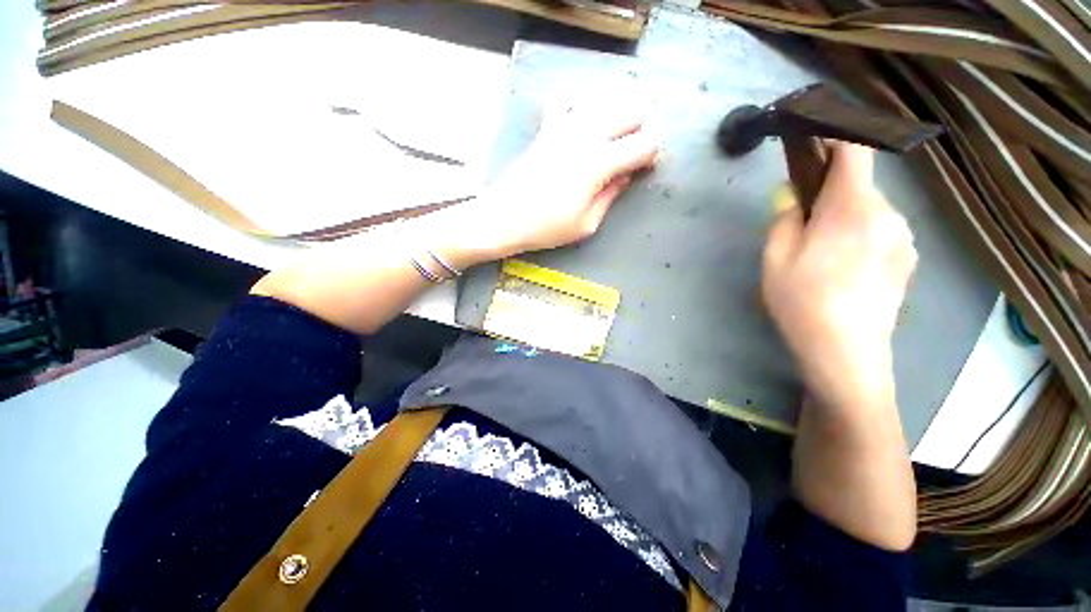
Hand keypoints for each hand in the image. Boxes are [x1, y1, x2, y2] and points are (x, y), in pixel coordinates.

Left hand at [439, 99, 659, 264]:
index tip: (643, 169)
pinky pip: (567, 100)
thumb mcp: (587, 224)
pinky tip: (579, 125)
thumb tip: (626, 175)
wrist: (503, 218)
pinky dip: (580, 107)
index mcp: (600, 162)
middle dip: (638, 130)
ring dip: (614, 117)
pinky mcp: (546, 128)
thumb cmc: (546, 228)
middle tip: (627, 155)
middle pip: (631, 110)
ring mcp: (563, 126)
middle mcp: (586, 134)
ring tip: (607, 141)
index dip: (651, 155)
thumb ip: (611, 196)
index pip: (645, 143)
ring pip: (604, 99)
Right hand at [762, 143, 916, 414]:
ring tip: (819, 253)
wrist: (846, 353)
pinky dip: (859, 234)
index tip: (814, 131)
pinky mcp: (908, 259)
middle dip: (829, 191)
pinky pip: (880, 231)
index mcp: (853, 208)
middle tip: (801, 221)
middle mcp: (888, 214)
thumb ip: (785, 217)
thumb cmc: (802, 301)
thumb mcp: (776, 257)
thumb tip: (792, 193)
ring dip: (843, 216)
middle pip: (859, 184)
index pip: (854, 149)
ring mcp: (904, 238)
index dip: (836, 132)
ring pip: (869, 210)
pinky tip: (841, 268)